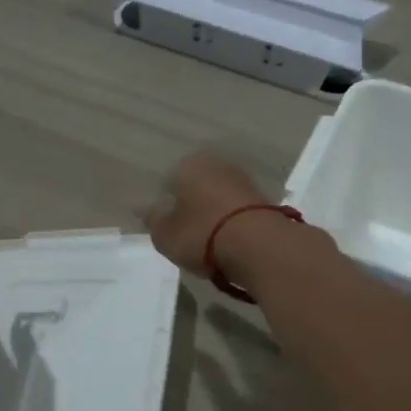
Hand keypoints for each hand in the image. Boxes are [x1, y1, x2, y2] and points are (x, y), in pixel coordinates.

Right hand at [141, 151, 271, 276]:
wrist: (260, 247)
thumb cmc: (202, 235)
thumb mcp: (165, 234)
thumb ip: (153, 220)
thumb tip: (145, 209)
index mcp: (188, 164)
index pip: (167, 182)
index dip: (163, 206)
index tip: (164, 227)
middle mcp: (217, 164)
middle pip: (195, 186)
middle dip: (190, 206)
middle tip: (185, 234)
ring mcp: (244, 180)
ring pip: (218, 197)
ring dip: (212, 213)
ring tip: (208, 242)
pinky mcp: (265, 199)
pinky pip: (237, 210)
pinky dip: (231, 222)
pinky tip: (228, 242)